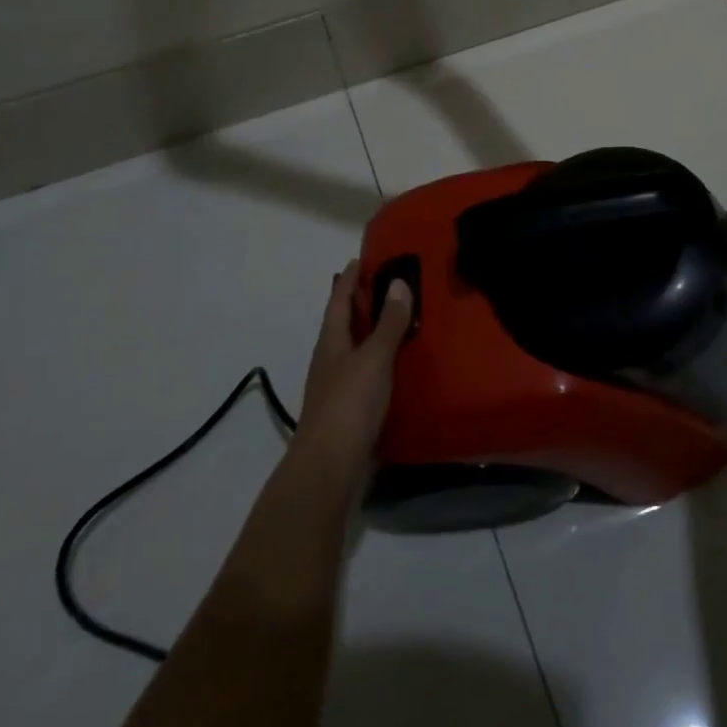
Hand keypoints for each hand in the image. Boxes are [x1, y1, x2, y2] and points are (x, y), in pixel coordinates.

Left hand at [291, 261, 412, 483]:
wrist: (328, 468)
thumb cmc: (349, 404)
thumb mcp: (374, 357)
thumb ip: (388, 323)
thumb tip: (398, 282)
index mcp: (331, 341)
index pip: (338, 300)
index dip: (349, 279)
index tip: (359, 259)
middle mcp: (329, 360)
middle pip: (342, 323)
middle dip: (358, 303)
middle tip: (381, 283)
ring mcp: (335, 387)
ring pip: (351, 349)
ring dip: (368, 332)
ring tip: (393, 320)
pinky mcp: (346, 412)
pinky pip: (362, 373)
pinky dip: (376, 361)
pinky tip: (393, 366)